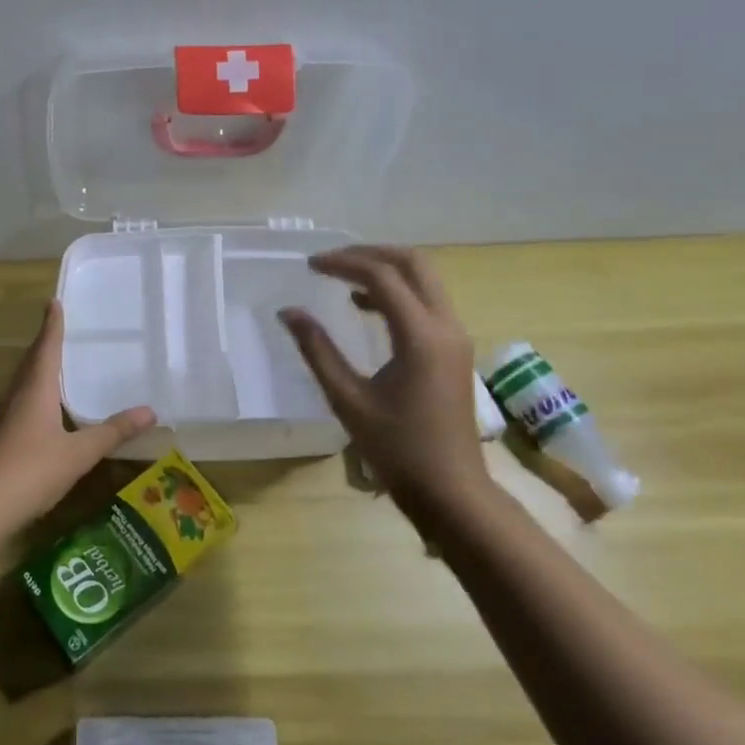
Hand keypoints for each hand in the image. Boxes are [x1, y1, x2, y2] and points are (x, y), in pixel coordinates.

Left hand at [0, 301, 155, 535]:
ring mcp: (5, 419)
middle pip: (32, 362)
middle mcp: (18, 397)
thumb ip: (112, 432)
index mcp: (36, 390)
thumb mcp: (78, 454)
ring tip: (56, 361)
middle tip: (59, 326)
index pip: (46, 348)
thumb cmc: (29, 471)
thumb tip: (150, 411)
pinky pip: (22, 403)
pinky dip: (36, 393)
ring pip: (24, 383)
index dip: (52, 325)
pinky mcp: (1, 439)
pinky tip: (45, 408)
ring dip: (38, 367)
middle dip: (45, 343)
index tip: (53, 301)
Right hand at [278, 246, 490, 525]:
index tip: (309, 266)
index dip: (343, 263)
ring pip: (424, 279)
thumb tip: (289, 312)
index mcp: (420, 337)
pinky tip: (366, 307)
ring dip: (385, 269)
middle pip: (413, 263)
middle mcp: (445, 326)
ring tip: (342, 277)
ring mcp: (455, 337)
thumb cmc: (397, 449)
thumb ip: (317, 350)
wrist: (452, 491)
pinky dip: (397, 292)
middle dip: (370, 253)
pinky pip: (427, 302)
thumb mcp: (347, 399)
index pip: (381, 276)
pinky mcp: (455, 349)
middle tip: (331, 261)